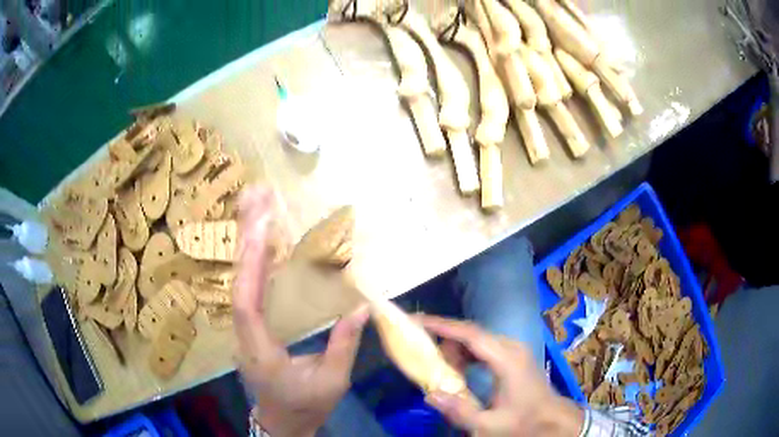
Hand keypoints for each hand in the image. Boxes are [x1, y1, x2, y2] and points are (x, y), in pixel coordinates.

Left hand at [234, 187, 368, 436]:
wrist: (281, 421)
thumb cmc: (305, 405)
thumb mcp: (332, 381)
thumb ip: (344, 345)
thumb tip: (361, 307)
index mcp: (261, 350)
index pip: (248, 304)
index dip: (253, 265)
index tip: (264, 226)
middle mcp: (245, 334)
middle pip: (238, 281)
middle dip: (246, 236)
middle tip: (255, 196)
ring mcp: (245, 328)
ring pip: (239, 279)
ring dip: (246, 240)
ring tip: (255, 204)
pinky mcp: (251, 324)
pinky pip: (249, 285)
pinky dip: (254, 257)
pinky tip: (261, 237)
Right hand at [418, 315, 583, 436]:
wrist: (552, 418)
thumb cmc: (524, 420)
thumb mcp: (490, 425)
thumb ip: (460, 412)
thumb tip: (429, 394)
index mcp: (506, 360)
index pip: (470, 335)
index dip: (442, 326)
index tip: (417, 320)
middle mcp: (510, 347)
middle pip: (471, 333)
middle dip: (444, 337)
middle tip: (420, 346)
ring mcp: (514, 349)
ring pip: (477, 339)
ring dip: (455, 348)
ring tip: (437, 365)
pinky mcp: (514, 355)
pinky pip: (484, 346)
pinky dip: (467, 354)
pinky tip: (459, 370)